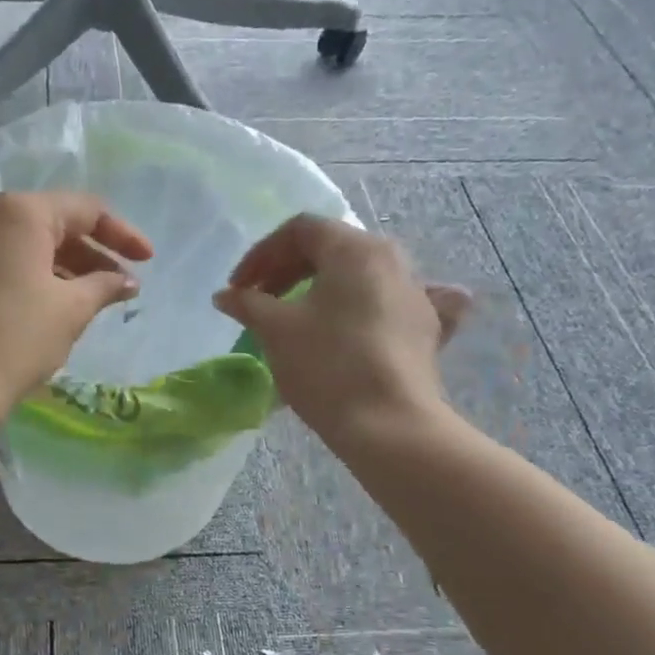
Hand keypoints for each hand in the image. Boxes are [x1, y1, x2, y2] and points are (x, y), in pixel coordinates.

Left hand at [0, 192, 152, 430]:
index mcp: (18, 212)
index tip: (147, 262)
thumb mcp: (69, 312)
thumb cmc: (11, 341)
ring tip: (86, 302)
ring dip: (59, 268)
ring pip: (21, 245)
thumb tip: (125, 281)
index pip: (85, 210)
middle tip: (118, 288)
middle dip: (89, 254)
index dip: (122, 235)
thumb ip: (103, 286)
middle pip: (50, 224)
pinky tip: (43, 306)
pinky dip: (25, 276)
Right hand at [213, 214, 469, 443]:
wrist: (389, 425)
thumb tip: (226, 295)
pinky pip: (395, 303)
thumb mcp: (276, 330)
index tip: (238, 287)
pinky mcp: (427, 329)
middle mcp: (393, 260)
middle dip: (288, 269)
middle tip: (258, 299)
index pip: (301, 230)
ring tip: (297, 314)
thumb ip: (248, 303)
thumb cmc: (326, 365)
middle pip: (332, 247)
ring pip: (361, 274)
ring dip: (323, 286)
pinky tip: (369, 317)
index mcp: (355, 249)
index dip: (262, 254)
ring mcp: (416, 294)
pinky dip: (373, 305)